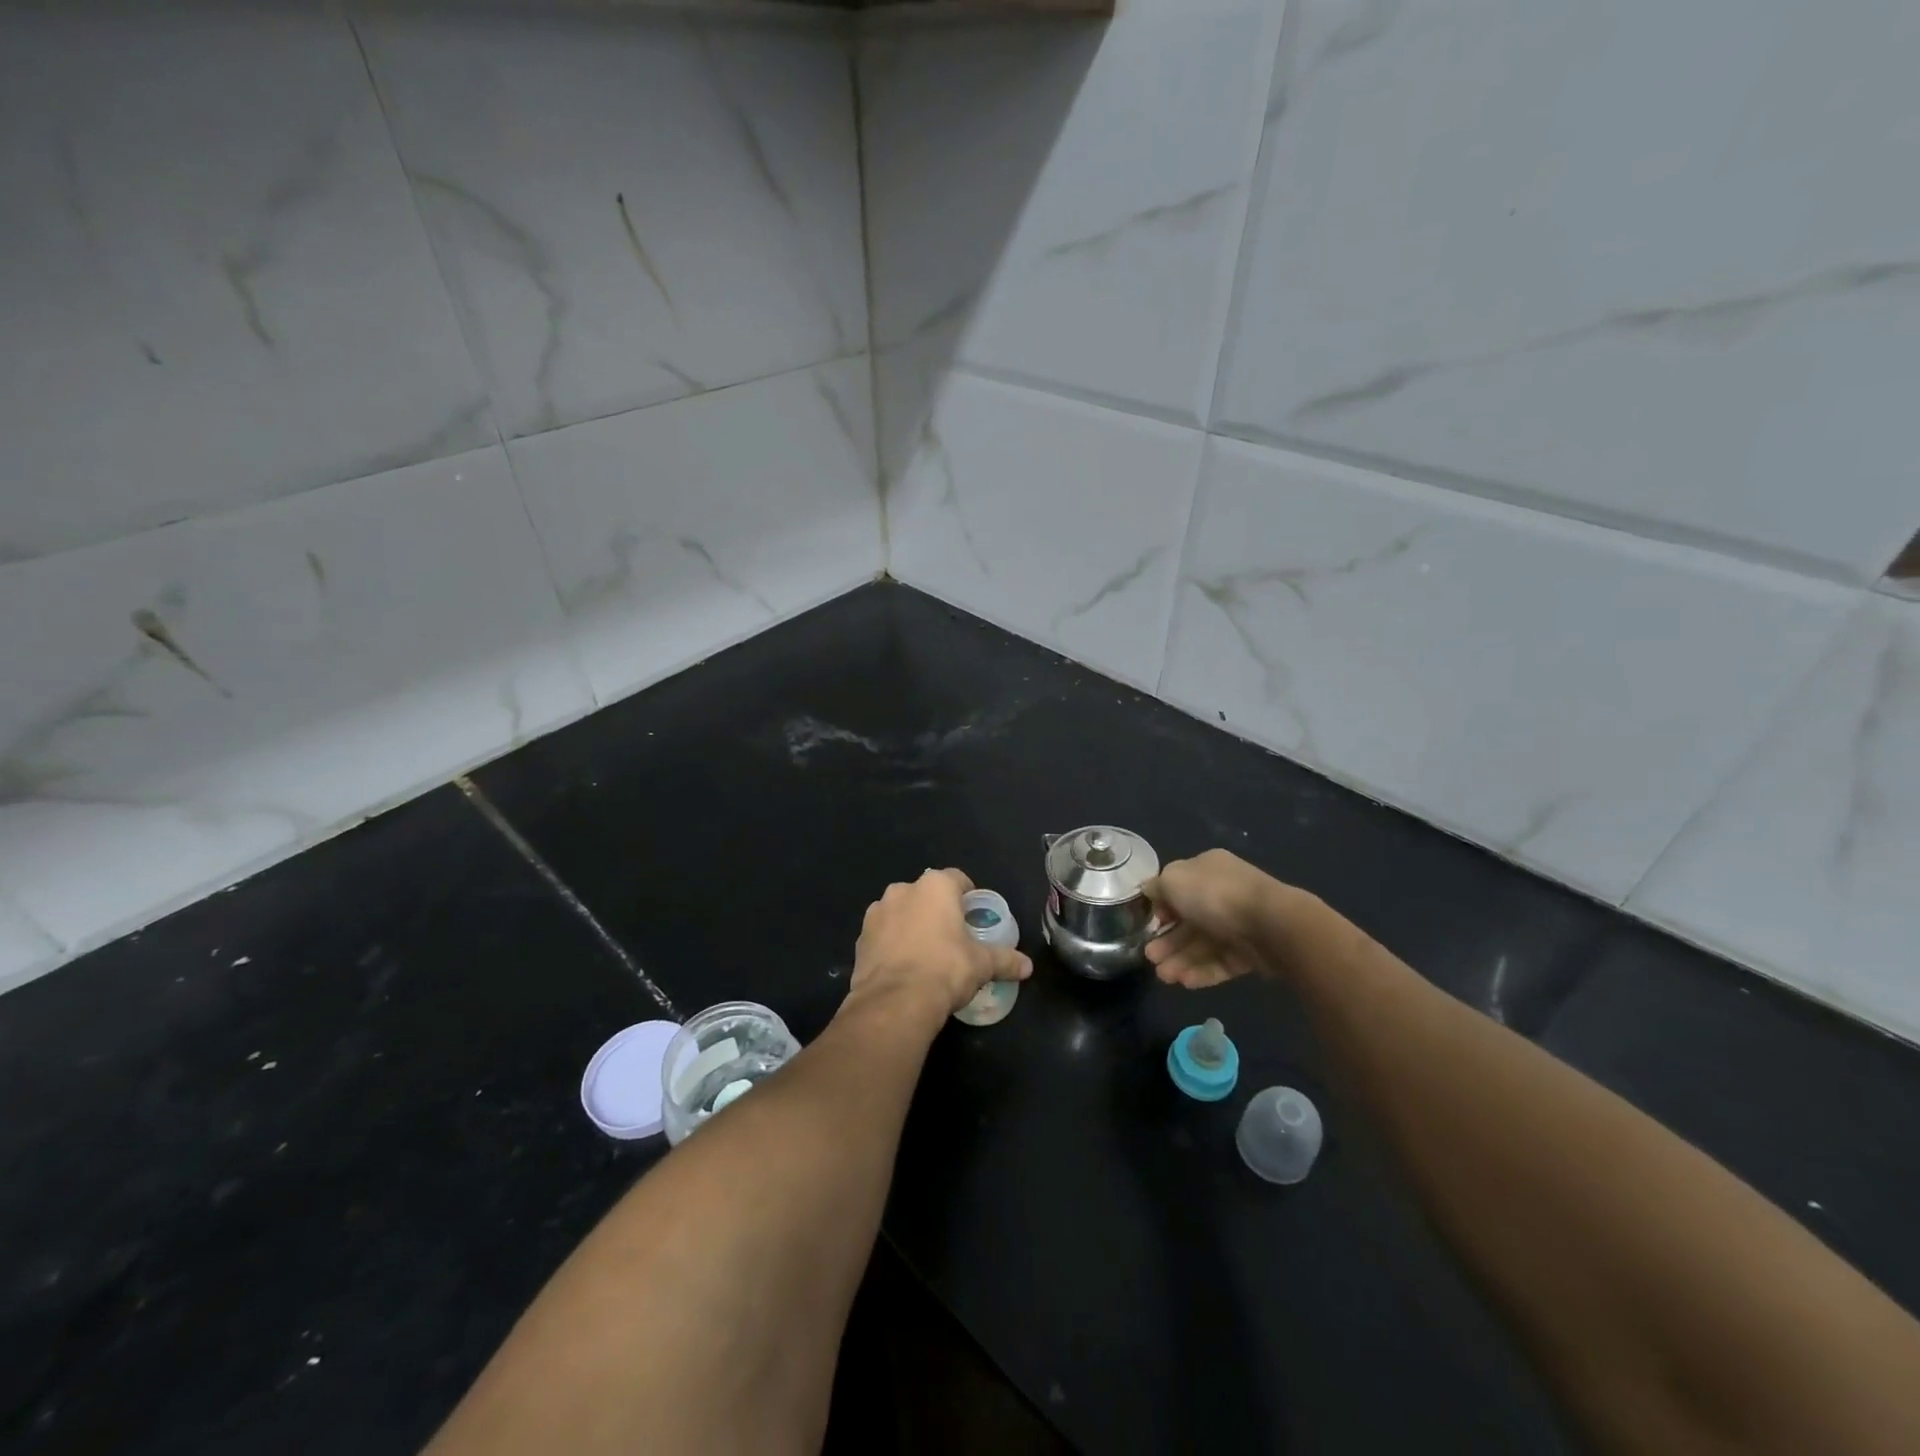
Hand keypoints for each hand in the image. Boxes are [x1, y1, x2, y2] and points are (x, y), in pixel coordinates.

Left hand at [849, 869, 1031, 1019]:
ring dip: (911, 925)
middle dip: (937, 911)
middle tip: (952, 937)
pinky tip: (903, 968)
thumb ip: (1005, 960)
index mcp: (935, 886)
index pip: (957, 879)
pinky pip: (883, 934)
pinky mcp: (861, 937)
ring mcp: (877, 912)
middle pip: (927, 894)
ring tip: (925, 954)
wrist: (894, 1002)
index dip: (967, 896)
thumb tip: (1027, 966)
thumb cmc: (945, 969)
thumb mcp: (982, 965)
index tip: (973, 917)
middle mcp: (903, 890)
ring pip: (901, 912)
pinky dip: (892, 944)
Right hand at [1144, 849, 1289, 989]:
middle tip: (1150, 957)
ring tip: (1164, 976)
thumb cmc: (1214, 895)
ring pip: (1203, 945)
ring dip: (1180, 960)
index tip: (1150, 922)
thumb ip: (1156, 887)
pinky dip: (1202, 971)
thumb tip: (1149, 891)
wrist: (1271, 924)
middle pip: (1188, 921)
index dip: (1162, 906)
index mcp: (1207, 869)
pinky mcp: (1251, 953)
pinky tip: (1185, 982)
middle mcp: (1223, 894)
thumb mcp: (1173, 880)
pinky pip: (1221, 962)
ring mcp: (1238, 924)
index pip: (1179, 887)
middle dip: (1167, 940)